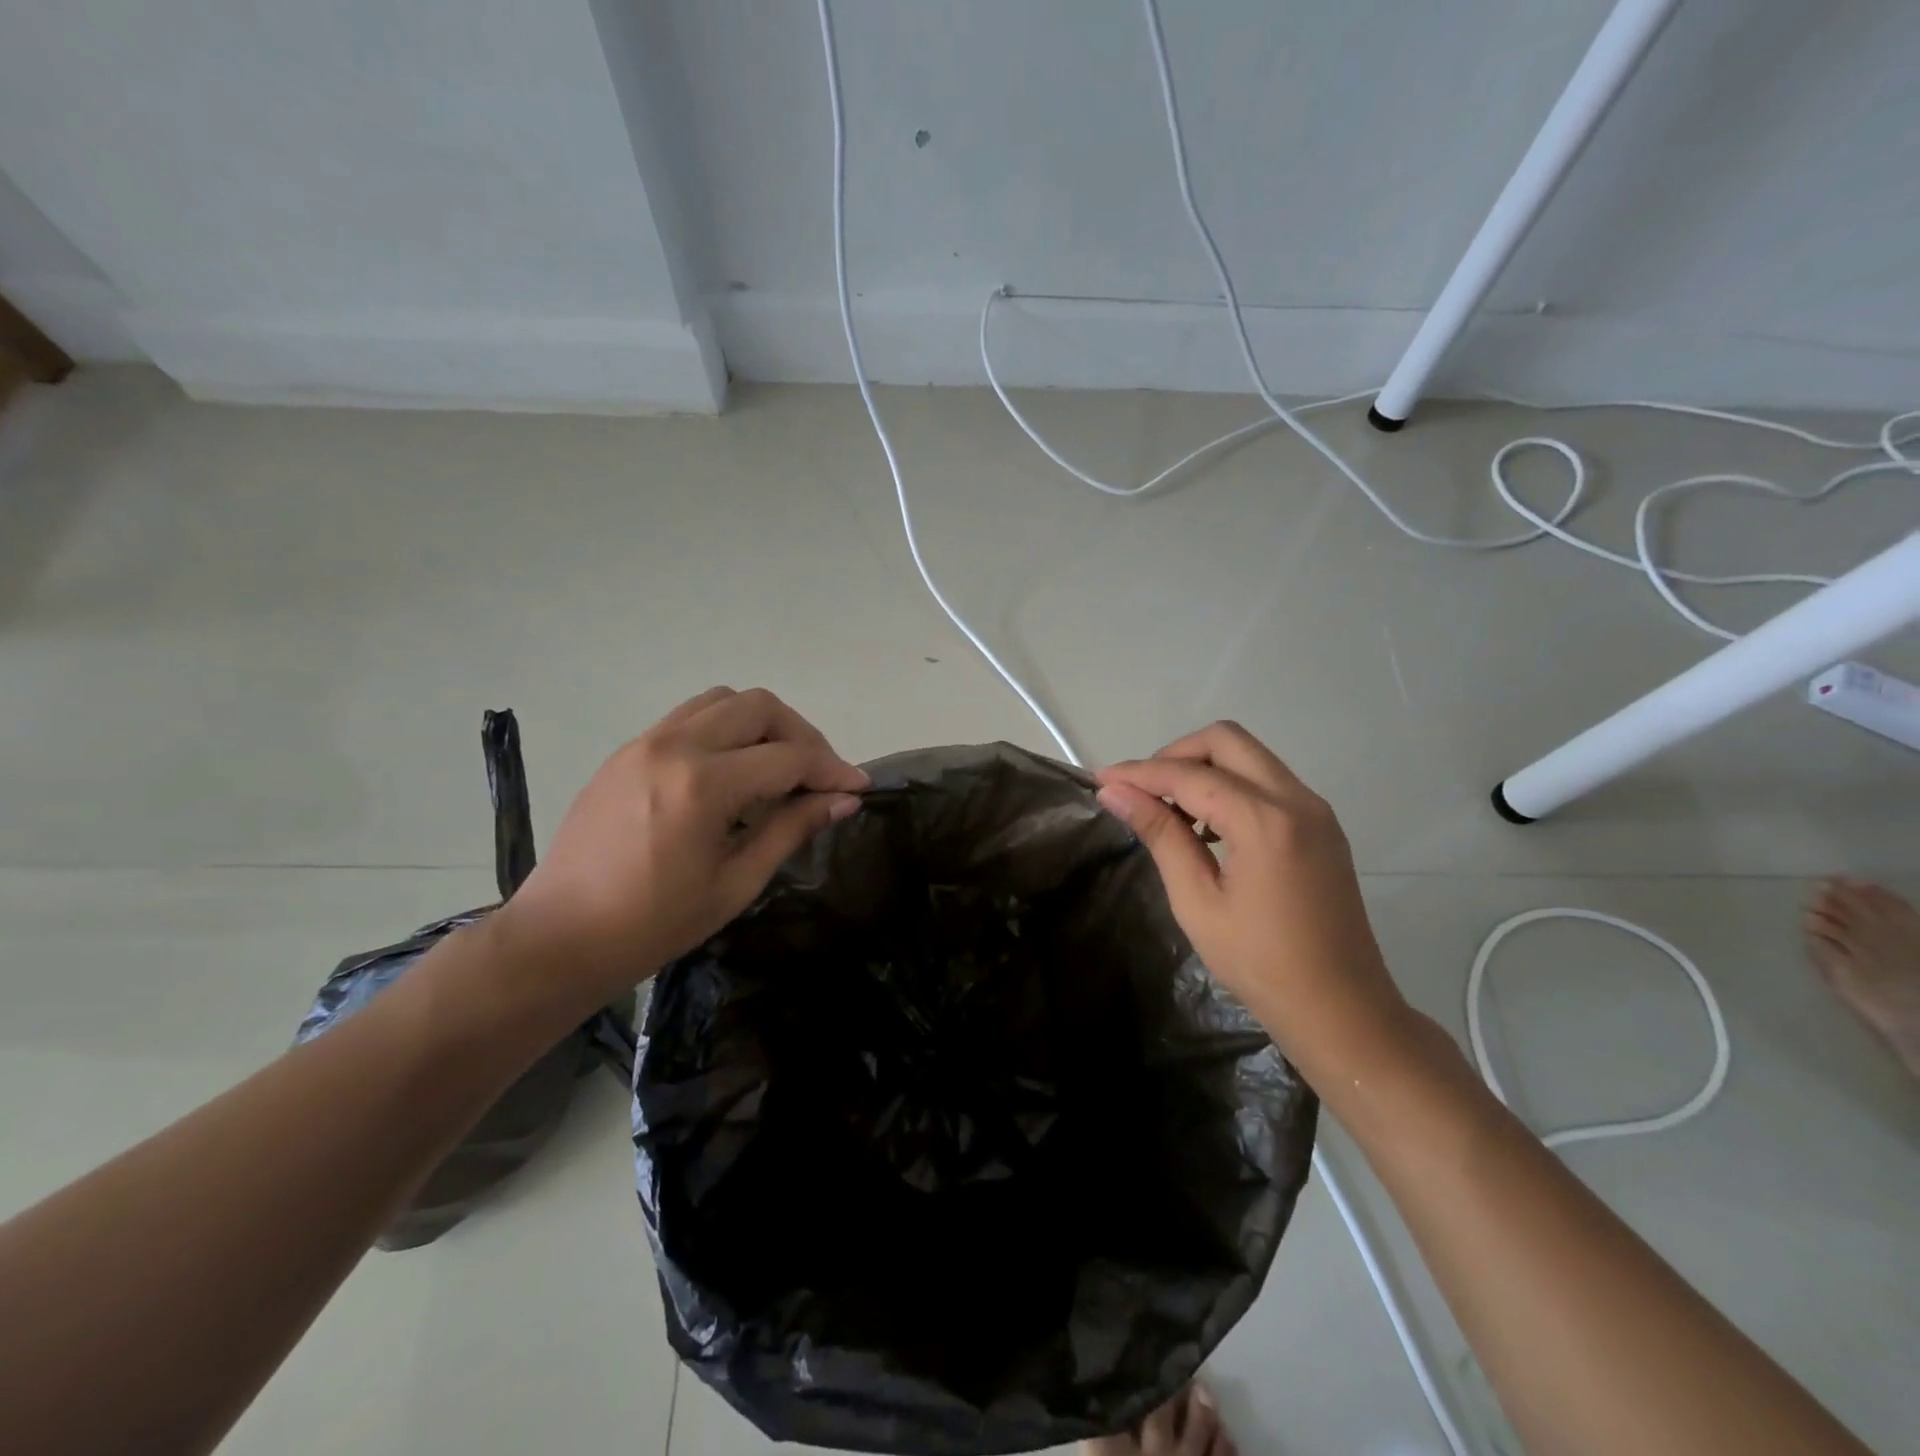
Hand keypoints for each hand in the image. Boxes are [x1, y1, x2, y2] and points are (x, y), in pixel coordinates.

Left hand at [498, 687, 866, 1010]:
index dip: (831, 770)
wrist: (561, 936)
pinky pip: (690, 717)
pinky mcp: (628, 750)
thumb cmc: (654, 923)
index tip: (857, 787)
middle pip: (759, 707)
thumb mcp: (736, 882)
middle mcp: (674, 746)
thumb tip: (843, 801)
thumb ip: (792, 829)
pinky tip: (733, 771)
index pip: (788, 757)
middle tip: (818, 776)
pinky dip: (725, 730)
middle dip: (802, 735)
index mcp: (703, 785)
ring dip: (762, 724)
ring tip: (778, 767)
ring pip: (723, 701)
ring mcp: (645, 742)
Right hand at [1094, 722, 1409, 1075]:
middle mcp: (1297, 799)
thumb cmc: (1261, 964)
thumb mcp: (1197, 902)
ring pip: (1249, 756)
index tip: (1101, 780)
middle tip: (1142, 791)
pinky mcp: (1322, 825)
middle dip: (1175, 755)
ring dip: (1203, 768)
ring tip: (1170, 812)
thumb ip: (1160, 835)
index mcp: (1265, 821)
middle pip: (1226, 740)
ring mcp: (1315, 810)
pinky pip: (1267, 782)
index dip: (1139, 774)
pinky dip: (1230, 786)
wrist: (1342, 1010)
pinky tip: (1208, 827)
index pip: (1189, 775)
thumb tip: (1115, 793)